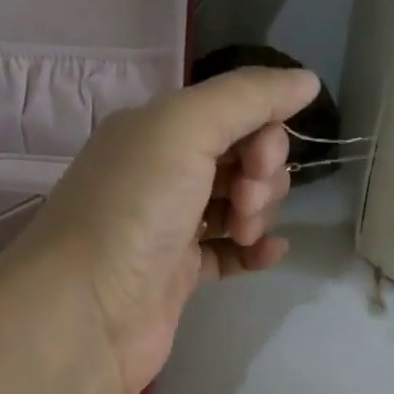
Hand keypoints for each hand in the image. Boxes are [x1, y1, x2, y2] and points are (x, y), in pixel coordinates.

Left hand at [12, 66, 320, 393]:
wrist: (86, 312)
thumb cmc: (135, 208)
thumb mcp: (186, 129)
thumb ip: (249, 97)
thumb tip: (307, 80)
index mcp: (156, 128)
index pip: (234, 111)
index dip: (264, 132)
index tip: (261, 162)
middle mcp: (161, 170)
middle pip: (242, 157)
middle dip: (262, 175)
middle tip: (246, 201)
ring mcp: (170, 224)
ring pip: (240, 203)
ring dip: (258, 212)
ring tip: (245, 233)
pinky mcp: (179, 273)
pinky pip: (230, 251)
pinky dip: (254, 250)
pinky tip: (270, 255)